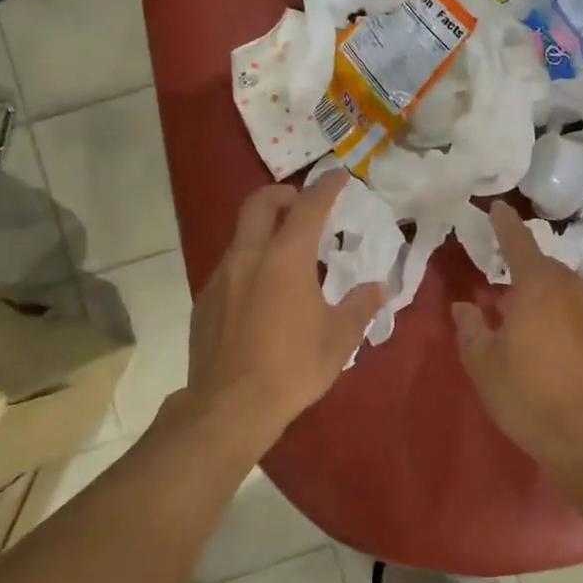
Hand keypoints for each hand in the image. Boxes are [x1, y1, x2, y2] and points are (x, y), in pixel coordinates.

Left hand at [185, 170, 385, 441]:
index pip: (309, 206)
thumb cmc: (292, 368)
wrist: (228, 407)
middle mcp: (250, 256)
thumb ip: (360, 306)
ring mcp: (222, 276)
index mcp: (286, 258)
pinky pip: (230, 265)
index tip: (340, 175)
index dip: (327, 186)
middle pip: (260, 203)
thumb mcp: (339, 339)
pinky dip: (251, 262)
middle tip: (304, 205)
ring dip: (265, 229)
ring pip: (242, 234)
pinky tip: (263, 293)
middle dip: (284, 193)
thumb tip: (377, 288)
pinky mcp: (205, 300)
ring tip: (288, 254)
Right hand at [451, 202, 582, 465]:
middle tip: (505, 281)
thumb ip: (471, 329)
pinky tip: (556, 341)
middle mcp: (572, 289)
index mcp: (537, 286)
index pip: (518, 243)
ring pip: (567, 289)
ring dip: (548, 293)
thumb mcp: (485, 365)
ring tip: (529, 313)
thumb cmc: (529, 395)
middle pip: (546, 266)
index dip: (505, 224)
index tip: (498, 207)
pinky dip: (566, 316)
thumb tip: (464, 306)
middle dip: (526, 267)